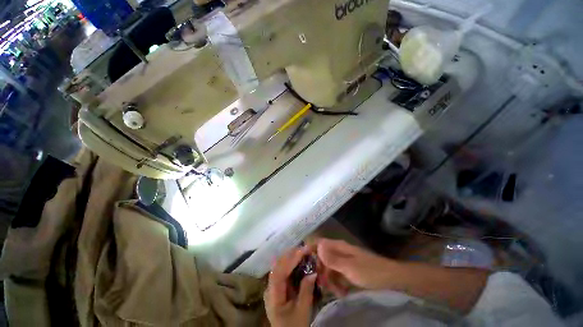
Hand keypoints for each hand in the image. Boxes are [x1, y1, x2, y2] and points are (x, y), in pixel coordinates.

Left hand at [265, 247, 317, 326]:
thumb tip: (313, 271)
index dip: (290, 259)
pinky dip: (290, 263)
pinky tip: (298, 260)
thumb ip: (306, 291)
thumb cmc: (294, 326)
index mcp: (273, 295)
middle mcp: (269, 288)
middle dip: (290, 255)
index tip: (303, 251)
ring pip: (279, 266)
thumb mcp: (303, 311)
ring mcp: (272, 287)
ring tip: (302, 251)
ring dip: (290, 257)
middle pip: (277, 266)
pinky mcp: (277, 287)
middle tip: (304, 248)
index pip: (279, 272)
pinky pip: (282, 271)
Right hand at [316, 239, 395, 295]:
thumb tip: (317, 246)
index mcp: (338, 246)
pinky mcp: (349, 270)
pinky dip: (337, 283)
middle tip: (321, 284)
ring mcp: (344, 261)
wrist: (391, 278)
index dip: (310, 250)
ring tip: (335, 292)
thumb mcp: (349, 267)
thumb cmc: (369, 271)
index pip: (319, 243)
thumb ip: (332, 258)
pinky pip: (337, 275)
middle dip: (320, 270)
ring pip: (329, 268)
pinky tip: (341, 293)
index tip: (303, 262)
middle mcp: (339, 251)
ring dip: (329, 280)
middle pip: (322, 257)